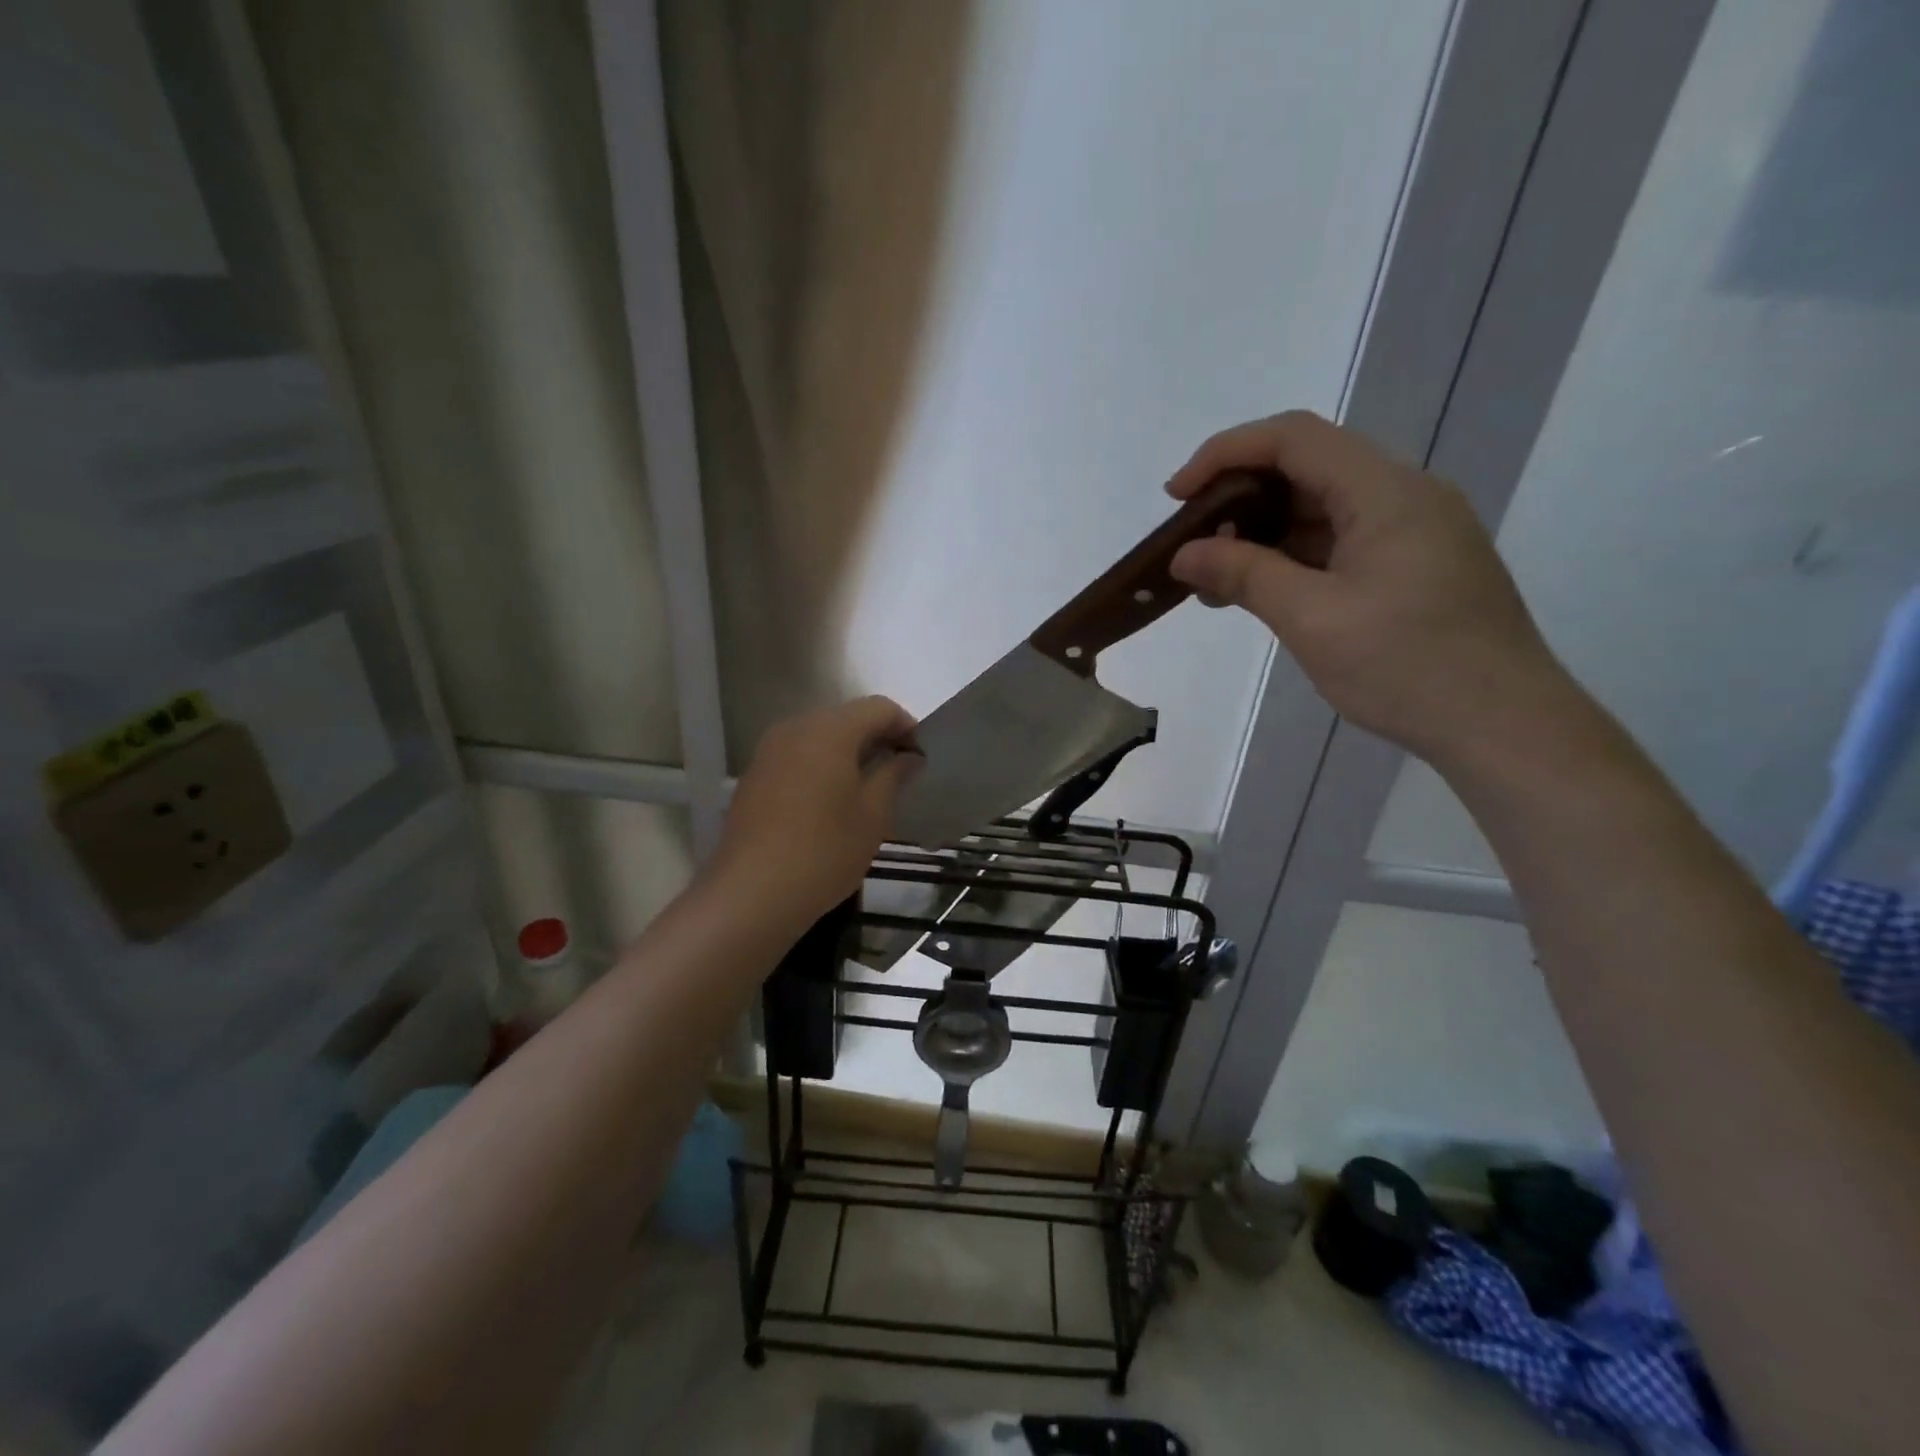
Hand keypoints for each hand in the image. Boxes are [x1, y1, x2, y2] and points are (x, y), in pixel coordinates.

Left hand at [712, 696, 921, 926]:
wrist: (751, 893)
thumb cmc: (824, 851)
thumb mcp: (873, 815)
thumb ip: (894, 775)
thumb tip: (908, 757)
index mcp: (830, 731)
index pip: (878, 708)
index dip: (906, 725)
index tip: (920, 756)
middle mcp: (795, 728)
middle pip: (846, 717)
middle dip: (876, 737)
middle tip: (898, 772)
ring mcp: (769, 751)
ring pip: (819, 737)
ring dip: (847, 752)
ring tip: (867, 788)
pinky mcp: (754, 776)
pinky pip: (797, 756)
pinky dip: (820, 766)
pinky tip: (830, 802)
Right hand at [1167, 410, 1571, 765]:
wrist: (1502, 725)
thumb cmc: (1407, 667)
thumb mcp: (1312, 618)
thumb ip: (1244, 575)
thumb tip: (1184, 554)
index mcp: (1386, 493)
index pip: (1294, 439)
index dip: (1226, 454)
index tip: (1176, 496)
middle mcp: (1403, 497)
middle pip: (1307, 469)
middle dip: (1239, 499)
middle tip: (1190, 543)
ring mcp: (1412, 533)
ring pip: (1320, 510)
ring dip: (1262, 534)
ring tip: (1212, 578)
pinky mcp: (1412, 567)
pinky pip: (1338, 544)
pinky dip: (1291, 559)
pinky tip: (1258, 592)